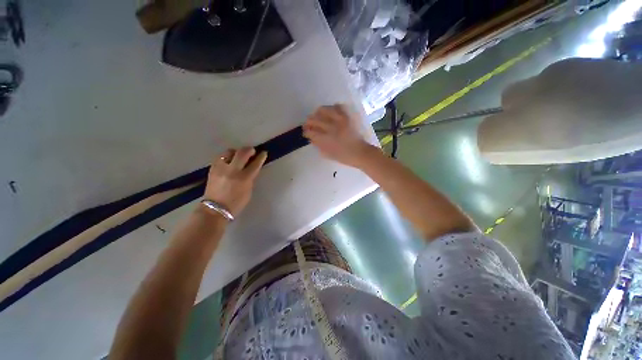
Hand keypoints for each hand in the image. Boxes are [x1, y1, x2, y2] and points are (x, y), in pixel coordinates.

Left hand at [204, 147, 266, 216]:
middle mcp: (232, 171)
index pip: (255, 164)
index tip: (263, 153)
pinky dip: (227, 157)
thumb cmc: (236, 203)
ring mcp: (221, 168)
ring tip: (239, 156)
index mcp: (244, 178)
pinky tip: (229, 161)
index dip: (261, 157)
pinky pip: (220, 157)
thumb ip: (250, 178)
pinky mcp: (212, 169)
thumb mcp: (248, 191)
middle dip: (249, 150)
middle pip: (242, 153)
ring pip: (229, 152)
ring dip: (236, 152)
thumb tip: (251, 169)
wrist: (215, 209)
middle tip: (252, 151)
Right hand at [303, 105, 375, 167]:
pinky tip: (331, 114)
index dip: (306, 131)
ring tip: (318, 116)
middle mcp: (331, 127)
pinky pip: (337, 106)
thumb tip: (311, 137)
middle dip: (309, 122)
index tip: (306, 132)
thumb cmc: (344, 156)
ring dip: (318, 113)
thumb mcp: (328, 154)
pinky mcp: (348, 116)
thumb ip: (318, 145)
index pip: (310, 131)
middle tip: (309, 124)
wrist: (360, 152)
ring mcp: (340, 119)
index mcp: (326, 139)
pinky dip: (332, 108)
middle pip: (314, 119)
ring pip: (323, 109)